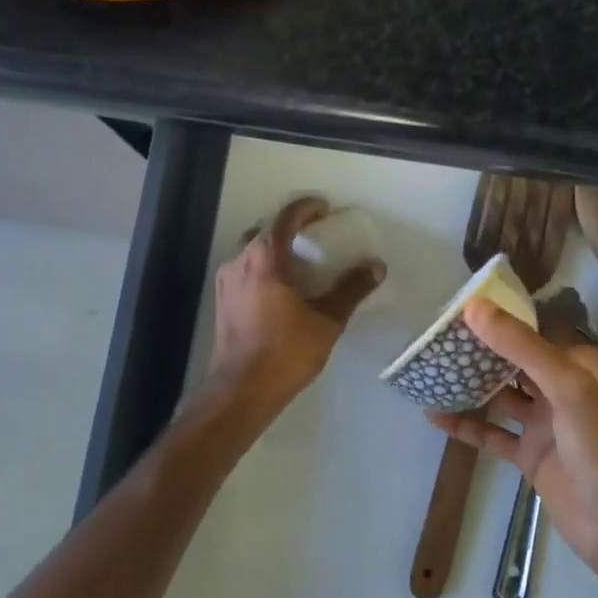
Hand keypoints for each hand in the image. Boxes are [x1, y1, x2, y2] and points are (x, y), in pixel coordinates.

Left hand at [205, 196, 384, 409]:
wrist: (241, 390)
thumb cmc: (286, 352)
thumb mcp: (327, 321)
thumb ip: (351, 290)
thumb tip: (376, 267)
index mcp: (266, 258)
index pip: (286, 216)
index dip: (307, 207)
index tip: (325, 209)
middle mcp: (240, 260)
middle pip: (266, 228)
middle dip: (291, 226)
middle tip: (316, 236)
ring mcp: (227, 279)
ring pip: (252, 248)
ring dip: (275, 246)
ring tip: (300, 261)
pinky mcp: (222, 298)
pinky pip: (244, 267)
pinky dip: (264, 265)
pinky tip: (280, 286)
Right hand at [428, 298, 597, 579]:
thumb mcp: (566, 386)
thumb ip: (521, 346)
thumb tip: (475, 308)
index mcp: (581, 367)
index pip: (535, 332)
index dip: (501, 319)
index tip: (460, 307)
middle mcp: (563, 390)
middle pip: (515, 363)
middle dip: (481, 351)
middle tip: (437, 336)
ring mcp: (545, 424)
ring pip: (501, 397)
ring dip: (470, 386)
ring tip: (431, 369)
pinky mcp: (530, 455)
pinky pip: (493, 434)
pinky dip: (466, 424)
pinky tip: (434, 415)